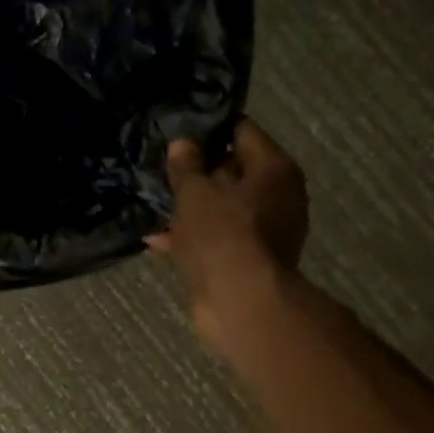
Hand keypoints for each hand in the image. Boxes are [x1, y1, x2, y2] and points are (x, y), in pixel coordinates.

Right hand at [150, 120, 308, 344]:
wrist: (239, 302)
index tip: (178, 131)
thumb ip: (186, 167)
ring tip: (155, 202)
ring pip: (222, 208)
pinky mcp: (247, 260)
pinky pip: (216, 238)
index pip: (242, 132)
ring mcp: (265, 232)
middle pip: (234, 171)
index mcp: (274, 169)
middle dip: (198, 171)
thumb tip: (182, 144)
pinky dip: (192, 237)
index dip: (209, 130)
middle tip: (162, 167)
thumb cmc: (222, 236)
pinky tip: (157, 239)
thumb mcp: (195, 194)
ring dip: (191, 207)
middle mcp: (278, 197)